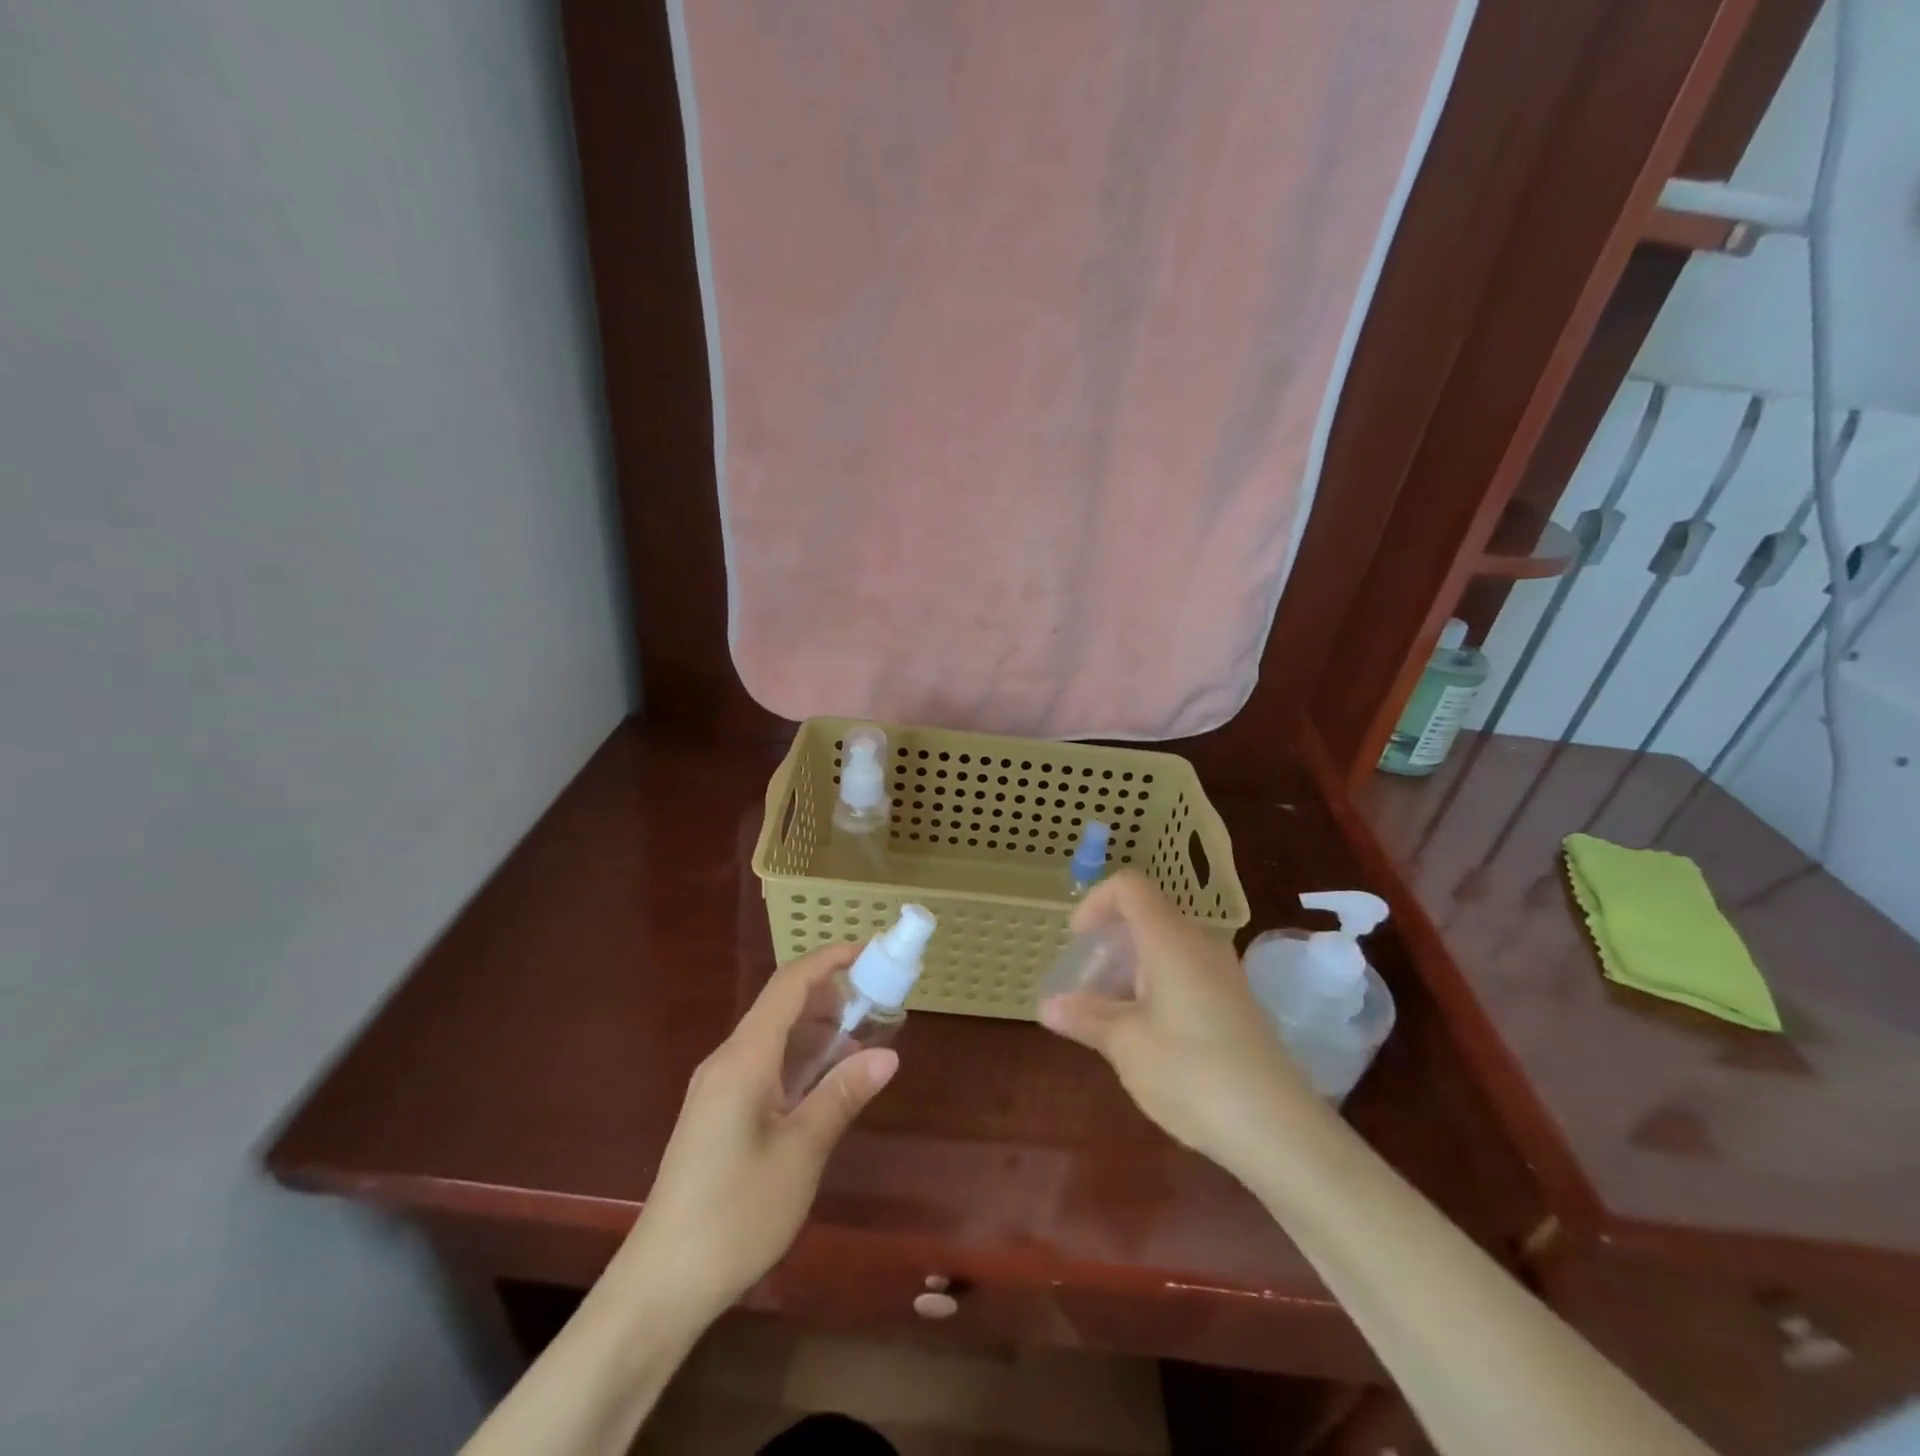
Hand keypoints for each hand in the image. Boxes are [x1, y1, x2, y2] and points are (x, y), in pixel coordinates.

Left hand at [616, 943, 897, 1319]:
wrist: (659, 1286)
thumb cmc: (734, 1215)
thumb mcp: (801, 1154)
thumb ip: (842, 1095)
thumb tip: (887, 1054)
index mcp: (744, 1058)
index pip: (789, 985)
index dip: (829, 960)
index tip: (870, 951)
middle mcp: (727, 1061)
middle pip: (781, 1006)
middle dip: (830, 994)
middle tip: (880, 1000)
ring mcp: (718, 1088)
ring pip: (774, 1037)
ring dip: (817, 1028)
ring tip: (864, 1035)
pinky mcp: (717, 1114)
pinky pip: (764, 1065)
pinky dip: (800, 1058)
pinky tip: (827, 1079)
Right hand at [1039, 871, 1319, 1175]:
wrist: (1279, 1131)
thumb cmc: (1191, 1073)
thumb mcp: (1126, 1045)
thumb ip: (1085, 1017)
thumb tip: (1049, 1006)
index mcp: (1170, 940)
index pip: (1129, 888)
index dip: (1095, 902)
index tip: (1077, 942)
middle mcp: (1200, 945)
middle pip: (1146, 919)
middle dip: (1108, 947)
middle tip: (1085, 990)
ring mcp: (1223, 974)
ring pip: (1165, 950)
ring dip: (1129, 972)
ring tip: (1109, 1020)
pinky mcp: (1235, 1004)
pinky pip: (1185, 975)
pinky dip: (1155, 989)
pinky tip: (1146, 1037)